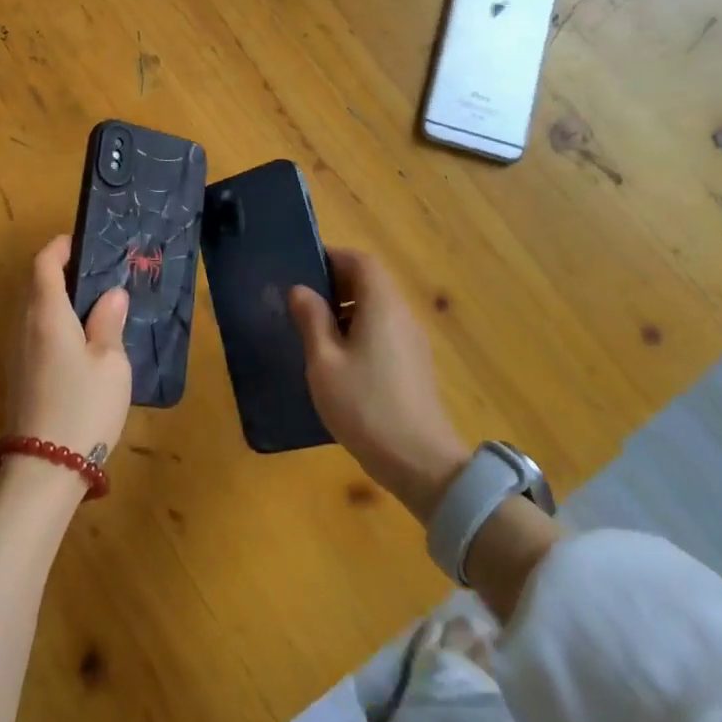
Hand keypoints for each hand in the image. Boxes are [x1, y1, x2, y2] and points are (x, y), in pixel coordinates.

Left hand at [5, 236, 132, 474]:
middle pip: (34, 284)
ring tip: (92, 305)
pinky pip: (33, 332)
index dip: (60, 247)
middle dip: (60, 271)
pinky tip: (78, 340)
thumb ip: (109, 322)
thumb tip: (111, 294)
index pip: (44, 263)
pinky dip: (52, 322)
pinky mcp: (18, 375)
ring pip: (32, 310)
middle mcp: (24, 325)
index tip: (82, 243)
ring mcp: (17, 352)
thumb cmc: (84, 406)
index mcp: (46, 313)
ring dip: (55, 298)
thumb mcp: (110, 362)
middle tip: (96, 274)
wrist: (45, 468)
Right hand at [289, 248, 469, 523]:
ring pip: (378, 308)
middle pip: (372, 282)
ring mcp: (413, 341)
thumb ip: (312, 320)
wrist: (420, 463)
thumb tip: (301, 290)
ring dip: (347, 309)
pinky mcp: (415, 365)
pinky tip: (339, 360)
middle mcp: (402, 315)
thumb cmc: (365, 405)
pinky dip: (360, 330)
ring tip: (315, 330)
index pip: (361, 261)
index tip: (304, 268)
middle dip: (337, 284)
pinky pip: (385, 331)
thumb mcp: (324, 362)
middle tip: (303, 301)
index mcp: (381, 306)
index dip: (333, 258)